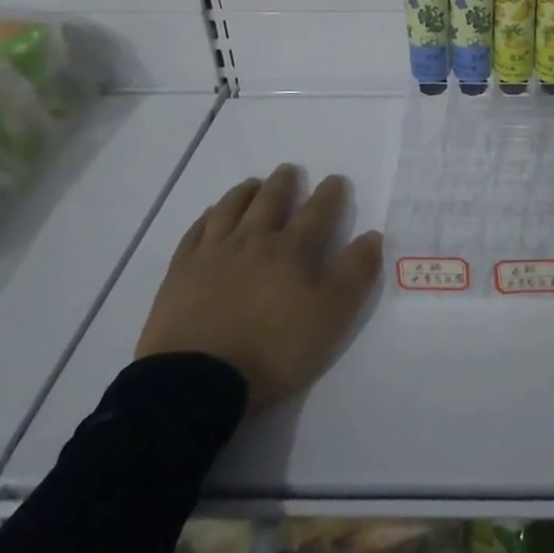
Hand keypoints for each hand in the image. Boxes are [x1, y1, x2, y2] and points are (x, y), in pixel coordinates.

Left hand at [135, 164, 382, 412]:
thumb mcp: (331, 317)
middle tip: (288, 169)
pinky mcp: (180, 273)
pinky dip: (206, 218)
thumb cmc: (273, 351)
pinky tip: (210, 216)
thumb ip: (355, 274)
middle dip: (283, 183)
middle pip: (270, 202)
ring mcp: (212, 254)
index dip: (329, 194)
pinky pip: (195, 233)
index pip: (316, 212)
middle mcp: (252, 241)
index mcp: (291, 250)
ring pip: (230, 210)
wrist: (197, 383)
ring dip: (244, 193)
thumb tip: (372, 235)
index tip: (335, 180)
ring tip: (252, 184)